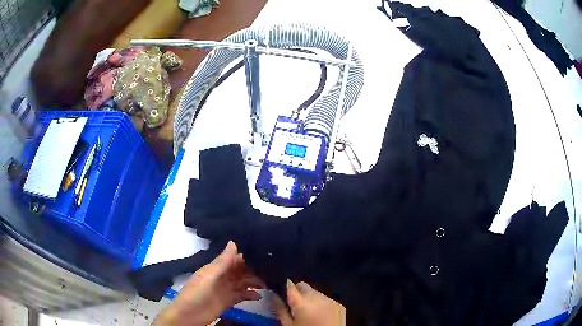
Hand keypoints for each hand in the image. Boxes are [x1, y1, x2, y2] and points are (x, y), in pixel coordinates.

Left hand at [155, 241, 264, 325]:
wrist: (190, 314)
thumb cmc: (198, 292)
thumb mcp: (210, 276)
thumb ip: (222, 261)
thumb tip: (233, 242)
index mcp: (217, 268)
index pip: (234, 259)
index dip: (247, 256)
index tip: (264, 254)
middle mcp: (223, 277)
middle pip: (241, 271)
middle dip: (255, 270)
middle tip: (272, 271)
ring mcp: (226, 289)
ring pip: (244, 283)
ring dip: (255, 282)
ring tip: (269, 284)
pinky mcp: (229, 301)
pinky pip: (243, 295)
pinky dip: (251, 295)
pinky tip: (260, 296)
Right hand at [276, 280, 345, 325]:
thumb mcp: (288, 325)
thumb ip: (281, 310)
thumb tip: (274, 296)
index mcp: (302, 302)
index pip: (290, 285)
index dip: (285, 287)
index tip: (282, 293)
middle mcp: (317, 297)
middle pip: (304, 287)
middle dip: (298, 294)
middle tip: (295, 307)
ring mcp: (330, 300)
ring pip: (316, 293)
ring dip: (311, 299)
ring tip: (309, 313)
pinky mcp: (340, 305)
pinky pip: (327, 300)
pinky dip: (322, 305)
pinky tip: (321, 316)